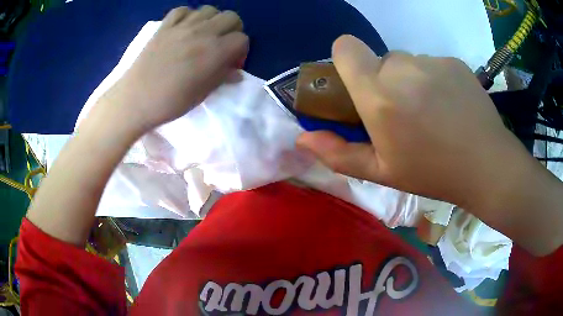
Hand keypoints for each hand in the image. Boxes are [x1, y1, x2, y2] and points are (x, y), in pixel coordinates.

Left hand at [102, 6, 248, 133]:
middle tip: (222, 45)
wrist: (136, 99)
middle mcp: (203, 32)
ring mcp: (182, 26)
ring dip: (212, 21)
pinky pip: (183, 10)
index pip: (242, 39)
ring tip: (204, 35)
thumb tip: (235, 72)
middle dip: (233, 30)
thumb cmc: (170, 102)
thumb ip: (222, 77)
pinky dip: (188, 16)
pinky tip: (184, 28)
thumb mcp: (202, 94)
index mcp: (215, 51)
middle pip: (231, 17)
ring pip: (209, 10)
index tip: (231, 63)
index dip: (241, 51)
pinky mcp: (165, 25)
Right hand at [297, 35, 534, 211]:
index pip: (345, 47)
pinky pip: (431, 64)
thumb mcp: (382, 172)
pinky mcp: (454, 62)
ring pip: (407, 62)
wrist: (487, 165)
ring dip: (409, 81)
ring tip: (430, 112)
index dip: (345, 60)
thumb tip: (302, 137)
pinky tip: (450, 105)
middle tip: (403, 113)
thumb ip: (338, 154)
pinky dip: (433, 79)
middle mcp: (403, 68)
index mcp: (379, 95)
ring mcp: (432, 62)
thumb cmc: (432, 173)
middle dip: (383, 81)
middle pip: (379, 60)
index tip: (357, 84)